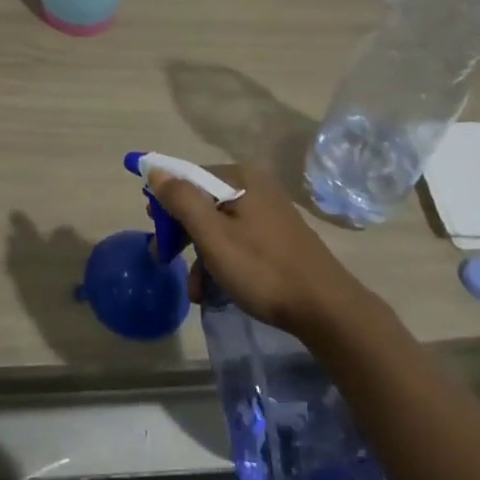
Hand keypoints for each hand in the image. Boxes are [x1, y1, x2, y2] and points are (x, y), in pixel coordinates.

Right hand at [146, 164, 366, 338]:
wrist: (326, 309)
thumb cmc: (263, 269)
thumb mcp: (213, 236)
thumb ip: (182, 200)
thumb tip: (156, 169)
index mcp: (242, 178)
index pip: (190, 177)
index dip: (166, 200)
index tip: (153, 228)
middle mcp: (256, 186)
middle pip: (204, 201)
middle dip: (182, 232)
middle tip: (164, 257)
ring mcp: (270, 212)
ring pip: (220, 225)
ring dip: (200, 254)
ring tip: (193, 289)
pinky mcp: (279, 237)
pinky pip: (238, 240)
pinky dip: (222, 261)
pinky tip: (214, 290)